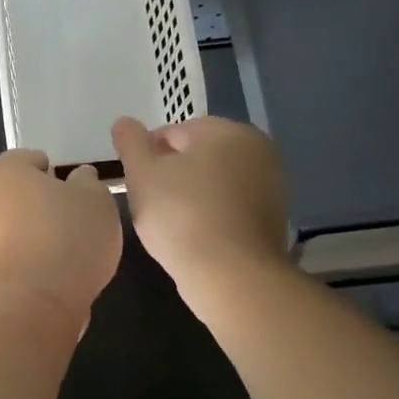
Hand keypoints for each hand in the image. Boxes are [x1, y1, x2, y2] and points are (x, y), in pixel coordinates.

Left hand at [0, 149, 122, 330]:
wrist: (35, 304)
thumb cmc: (68, 238)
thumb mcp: (96, 199)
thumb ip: (87, 181)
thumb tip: (78, 178)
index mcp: (2, 170)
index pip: (30, 159)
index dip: (57, 173)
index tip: (78, 194)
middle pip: (16, 192)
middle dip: (41, 202)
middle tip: (75, 220)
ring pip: (11, 224)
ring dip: (33, 232)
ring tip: (67, 251)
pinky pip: (9, 253)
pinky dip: (27, 258)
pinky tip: (52, 273)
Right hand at [112, 116, 291, 301]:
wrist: (232, 275)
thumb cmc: (181, 216)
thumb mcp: (142, 175)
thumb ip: (131, 143)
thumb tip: (124, 122)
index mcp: (226, 130)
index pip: (174, 132)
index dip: (147, 155)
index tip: (135, 181)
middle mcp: (257, 148)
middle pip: (199, 154)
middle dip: (173, 172)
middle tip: (150, 202)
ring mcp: (271, 183)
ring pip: (216, 180)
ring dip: (192, 192)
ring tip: (171, 221)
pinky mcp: (274, 216)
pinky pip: (232, 204)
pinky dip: (212, 212)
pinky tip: (196, 234)